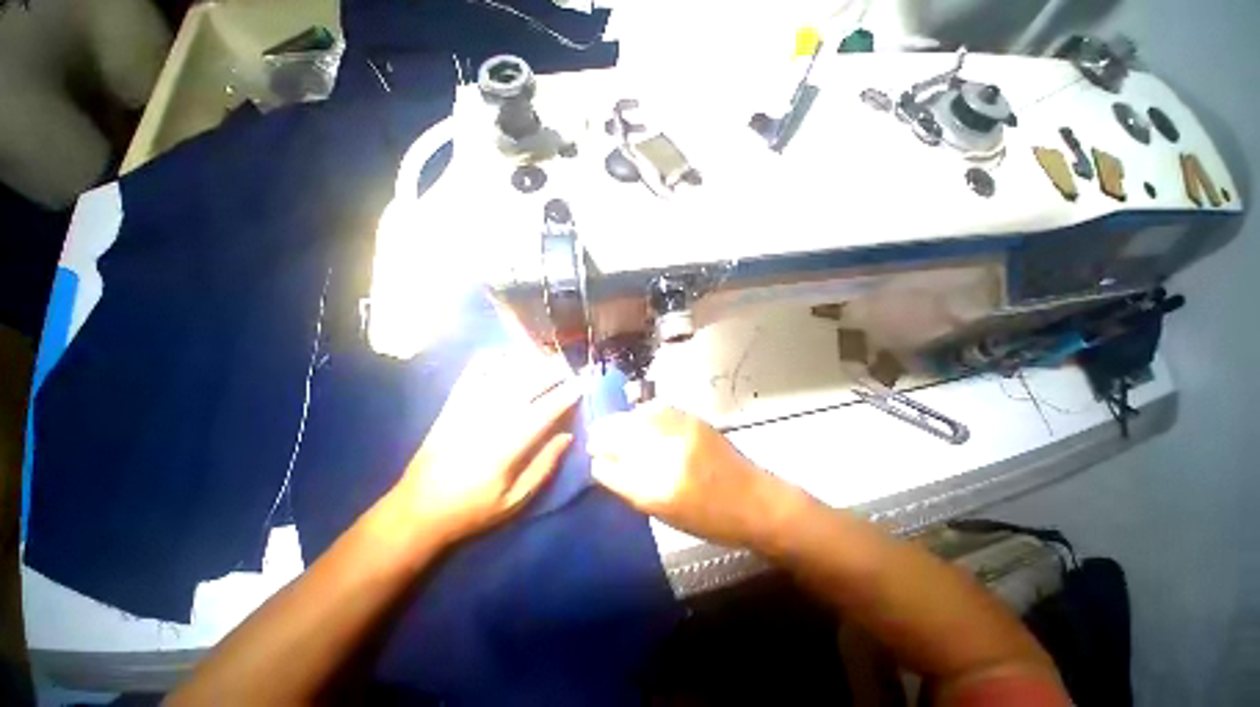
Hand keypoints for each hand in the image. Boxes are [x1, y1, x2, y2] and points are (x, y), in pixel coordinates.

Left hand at [391, 348, 580, 545]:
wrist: (417, 509)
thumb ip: (544, 466)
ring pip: (505, 372)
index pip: (545, 410)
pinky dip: (493, 357)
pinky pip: (475, 370)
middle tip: (569, 368)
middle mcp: (490, 418)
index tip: (582, 385)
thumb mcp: (515, 499)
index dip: (566, 395)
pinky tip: (509, 354)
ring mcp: (469, 406)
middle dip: (552, 372)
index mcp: (507, 445)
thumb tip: (568, 435)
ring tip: (547, 358)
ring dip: (529, 361)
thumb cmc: (472, 509)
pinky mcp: (453, 402)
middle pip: (527, 384)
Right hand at [587, 404, 798, 549]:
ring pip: (636, 418)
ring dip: (619, 421)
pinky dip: (642, 413)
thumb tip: (605, 465)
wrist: (754, 500)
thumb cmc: (710, 519)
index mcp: (658, 489)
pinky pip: (657, 409)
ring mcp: (681, 432)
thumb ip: (631, 488)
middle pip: (622, 435)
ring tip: (611, 426)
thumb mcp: (665, 514)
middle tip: (593, 438)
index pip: (613, 468)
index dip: (598, 461)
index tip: (591, 456)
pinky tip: (637, 417)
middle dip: (602, 435)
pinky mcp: (693, 420)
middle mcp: (667, 455)